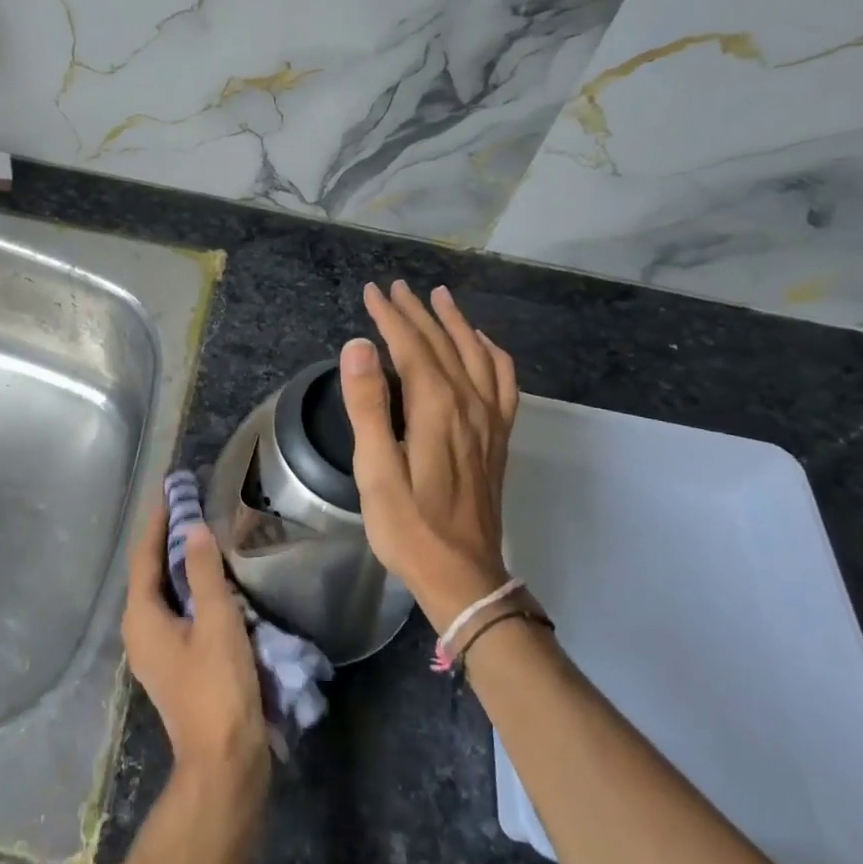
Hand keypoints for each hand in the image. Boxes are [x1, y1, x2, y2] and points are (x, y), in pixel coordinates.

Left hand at [122, 486, 269, 803]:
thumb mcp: (216, 621)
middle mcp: (140, 630)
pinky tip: (214, 580)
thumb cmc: (217, 687)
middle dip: (168, 537)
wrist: (223, 762)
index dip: (158, 520)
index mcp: (142, 616)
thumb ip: (203, 572)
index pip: (145, 555)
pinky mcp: (175, 663)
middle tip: (191, 503)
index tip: (171, 488)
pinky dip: (191, 588)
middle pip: (151, 572)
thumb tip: (193, 528)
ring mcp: (156, 650)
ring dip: (181, 562)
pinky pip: (178, 611)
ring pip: (165, 592)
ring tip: (203, 532)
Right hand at [340, 281, 518, 633]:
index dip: (390, 316)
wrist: (463, 575)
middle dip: (416, 312)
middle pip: (442, 343)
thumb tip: (359, 346)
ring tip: (440, 298)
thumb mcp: (375, 471)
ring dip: (456, 322)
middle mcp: (468, 403)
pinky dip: (493, 354)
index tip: (371, 291)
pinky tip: (483, 345)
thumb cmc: (409, 527)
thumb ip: (368, 405)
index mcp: (436, 408)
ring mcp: (489, 420)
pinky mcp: (498, 437)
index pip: (411, 346)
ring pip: (476, 354)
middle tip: (394, 288)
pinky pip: (503, 381)